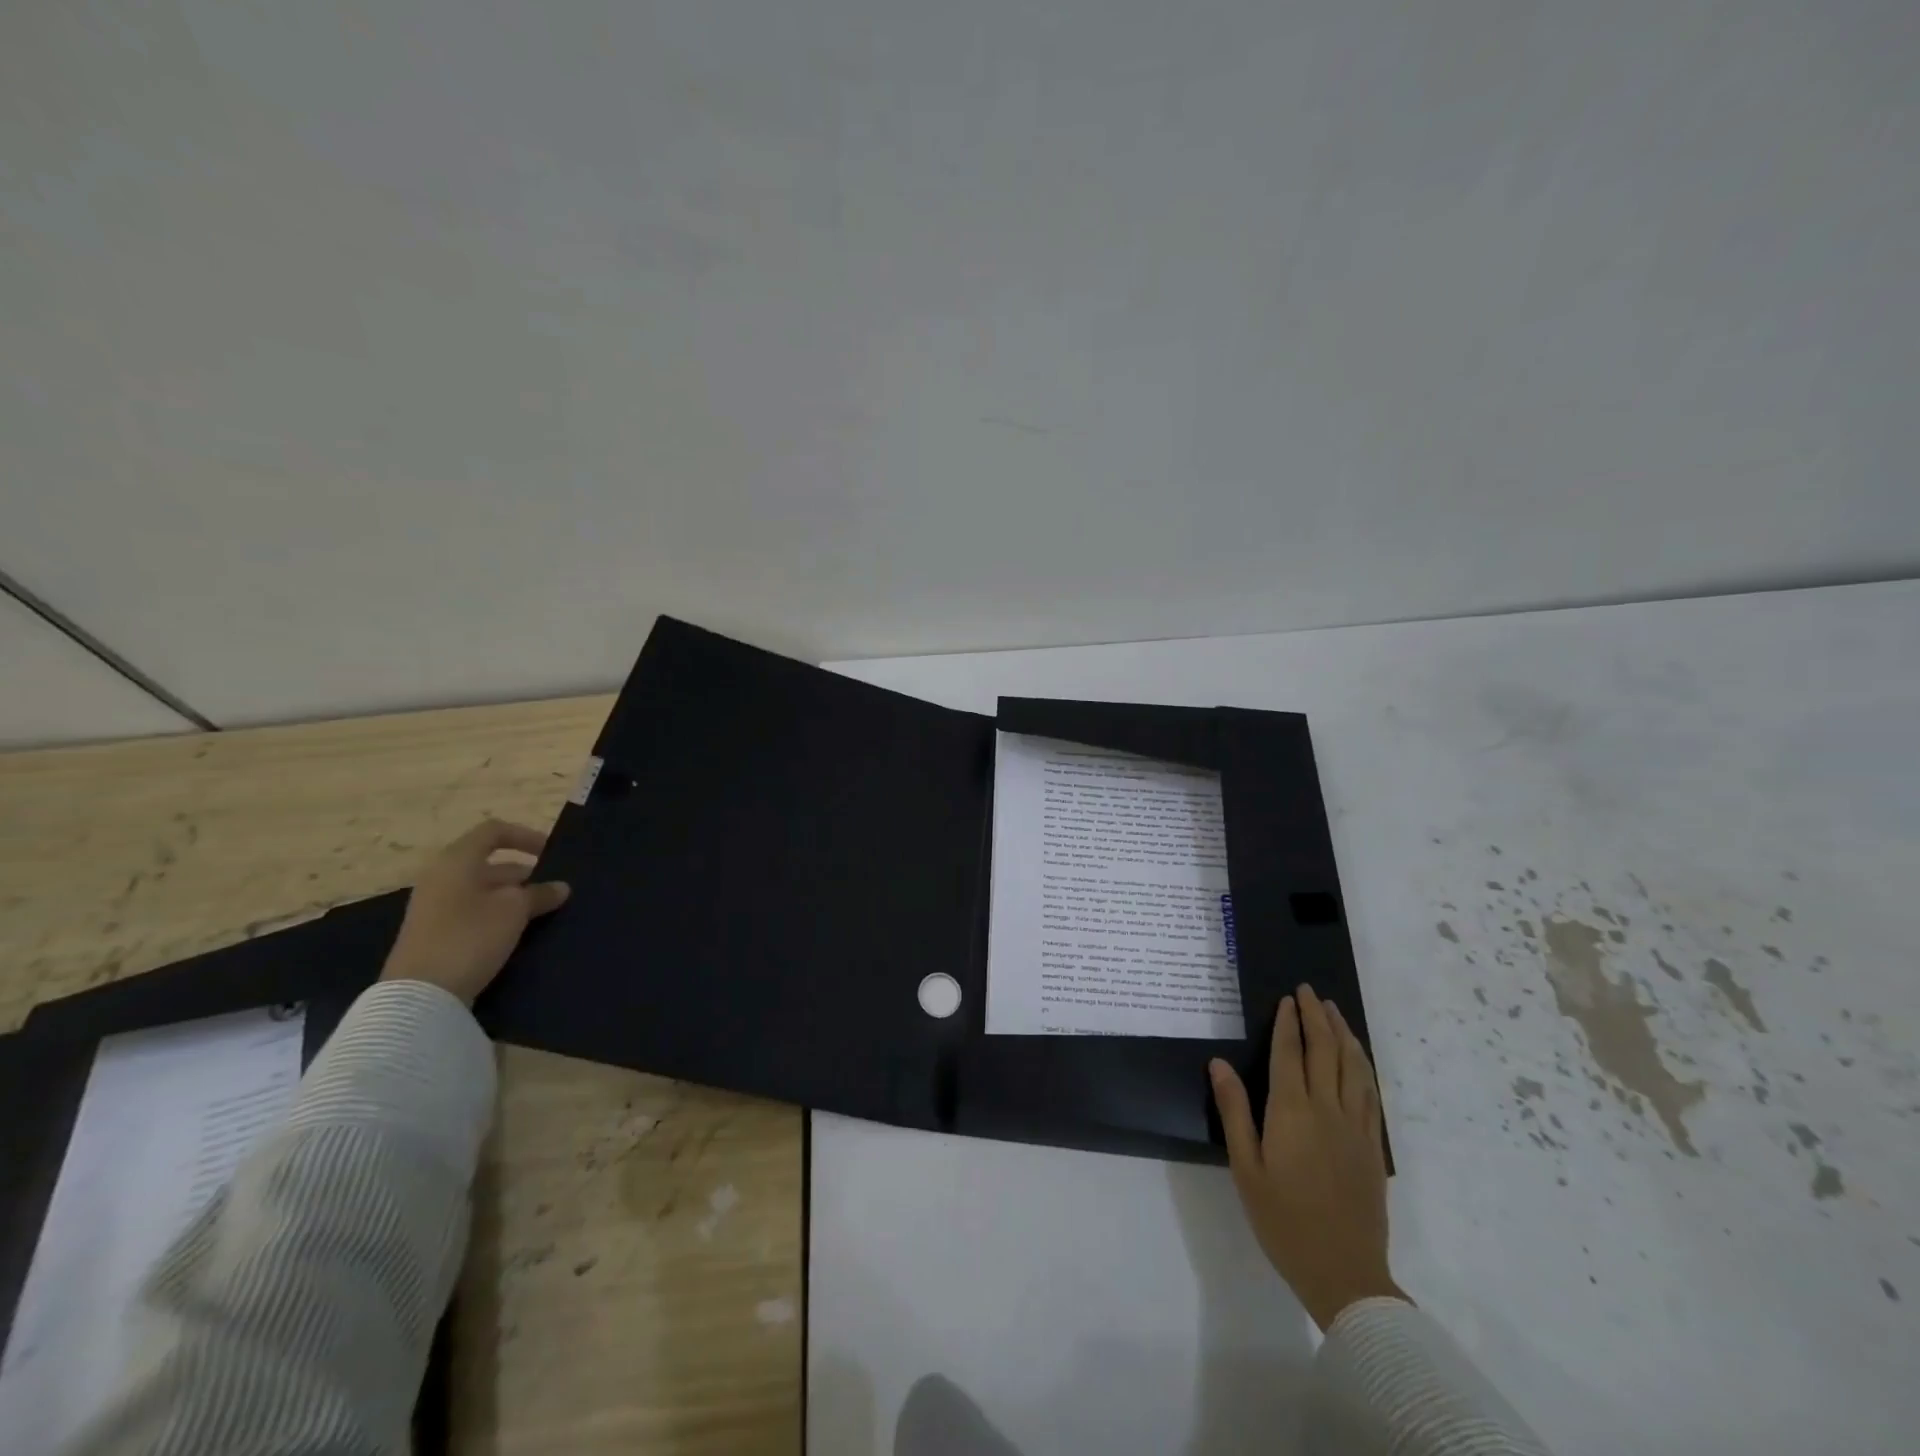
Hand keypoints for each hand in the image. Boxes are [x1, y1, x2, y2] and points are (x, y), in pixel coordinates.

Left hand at [379, 820, 570, 1003]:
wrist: (420, 995)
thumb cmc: (470, 936)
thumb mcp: (515, 910)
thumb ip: (540, 893)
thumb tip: (560, 887)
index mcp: (457, 861)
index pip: (494, 831)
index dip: (525, 836)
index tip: (551, 854)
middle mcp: (442, 877)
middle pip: (489, 863)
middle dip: (525, 873)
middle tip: (553, 889)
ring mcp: (435, 907)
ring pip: (483, 889)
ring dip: (514, 896)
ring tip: (543, 911)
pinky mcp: (435, 933)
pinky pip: (473, 911)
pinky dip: (498, 914)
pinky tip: (519, 931)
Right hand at [1210, 985, 1404, 1330]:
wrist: (1344, 1273)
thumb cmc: (1283, 1220)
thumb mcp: (1245, 1167)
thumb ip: (1234, 1111)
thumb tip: (1219, 1063)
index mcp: (1292, 1112)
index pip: (1290, 1054)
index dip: (1289, 1023)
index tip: (1288, 998)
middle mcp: (1327, 1110)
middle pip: (1324, 1051)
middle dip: (1317, 1017)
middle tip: (1309, 991)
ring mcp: (1355, 1127)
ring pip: (1352, 1067)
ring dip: (1343, 1034)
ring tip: (1334, 1011)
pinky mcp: (1371, 1146)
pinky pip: (1369, 1093)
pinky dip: (1362, 1066)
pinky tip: (1358, 1058)